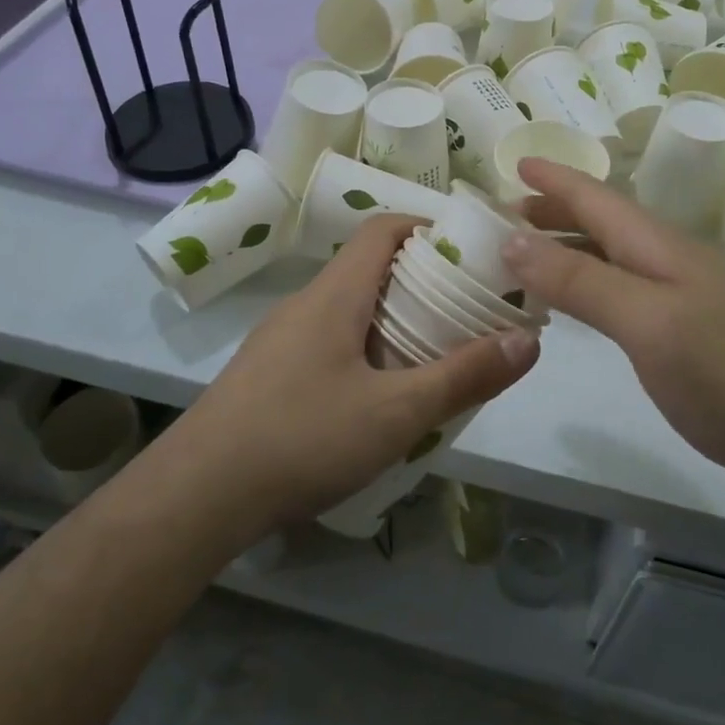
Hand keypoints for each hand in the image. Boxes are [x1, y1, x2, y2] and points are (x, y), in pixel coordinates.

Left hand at [160, 215, 538, 537]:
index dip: (428, 227)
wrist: (196, 496)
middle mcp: (306, 303)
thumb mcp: (396, 412)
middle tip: (467, 310)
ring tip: (435, 352)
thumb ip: (464, 376)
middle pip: (370, 267)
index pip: (383, 229)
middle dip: (422, 280)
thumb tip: (528, 339)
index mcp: (335, 293)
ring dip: (394, 318)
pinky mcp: (269, 373)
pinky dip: (365, 347)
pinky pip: (329, 340)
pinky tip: (380, 395)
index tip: (471, 253)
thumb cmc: (301, 439)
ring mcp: (281, 339)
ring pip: (349, 307)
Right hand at [504, 159, 724, 486]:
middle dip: (552, 210)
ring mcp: (673, 297)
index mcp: (656, 245)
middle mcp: (663, 261)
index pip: (596, 198)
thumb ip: (579, 280)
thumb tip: (510, 239)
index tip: (513, 161)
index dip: (554, 178)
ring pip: (606, 255)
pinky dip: (580, 284)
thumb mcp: (646, 320)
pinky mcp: (675, 332)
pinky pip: (614, 291)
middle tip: (502, 215)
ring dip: (562, 246)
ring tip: (520, 254)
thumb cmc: (723, 371)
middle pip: (600, 221)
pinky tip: (567, 302)